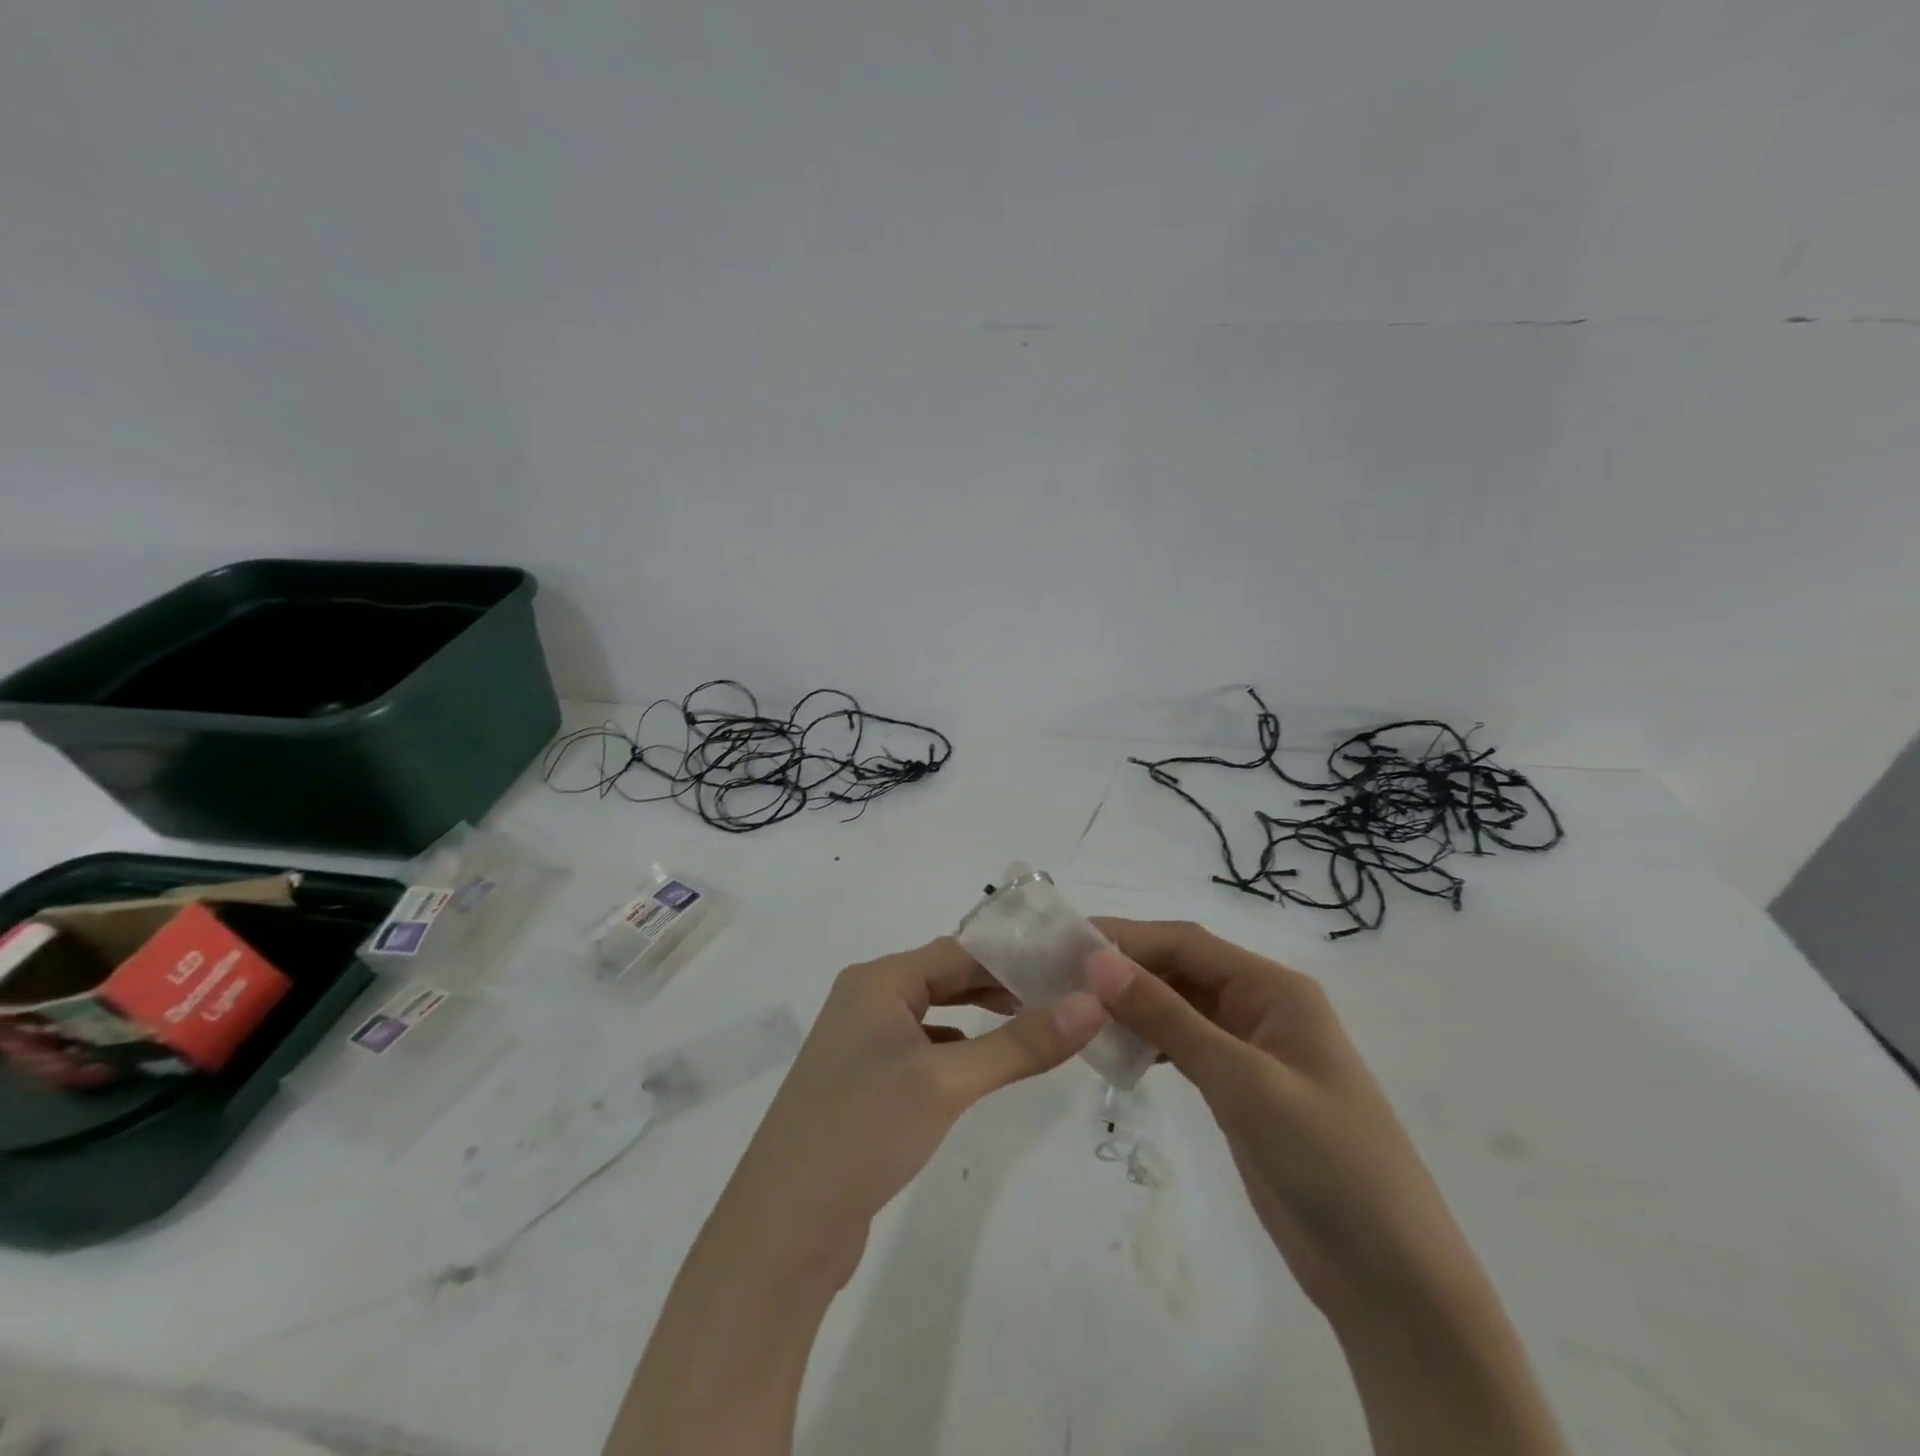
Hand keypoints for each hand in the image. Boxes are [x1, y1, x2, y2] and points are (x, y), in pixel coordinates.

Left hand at [708, 936, 1108, 1289]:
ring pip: (934, 1013)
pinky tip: (982, 1065)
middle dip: (1000, 985)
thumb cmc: (864, 1131)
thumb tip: (1093, 1005)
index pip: (959, 950)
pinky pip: (921, 1048)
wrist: (783, 1228)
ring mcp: (861, 1042)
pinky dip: (956, 1048)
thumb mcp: (947, 1081)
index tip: (1069, 966)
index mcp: (879, 980)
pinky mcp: (863, 1082)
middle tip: (1063, 995)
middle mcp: (866, 999)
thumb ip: (1020, 1044)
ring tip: (1035, 1022)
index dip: (1013, 955)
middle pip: (945, 976)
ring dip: (980, 1016)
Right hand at [1085, 919, 1481, 1317]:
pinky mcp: (1241, 1089)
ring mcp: (1252, 1050)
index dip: (1127, 937)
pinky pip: (1185, 1045)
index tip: (1065, 943)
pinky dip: (1149, 1041)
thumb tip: (1096, 961)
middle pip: (1181, 969)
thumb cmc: (1328, 1163)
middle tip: (1057, 976)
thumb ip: (1168, 1018)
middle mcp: (1262, 1007)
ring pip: (1179, 1006)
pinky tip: (1115, 1049)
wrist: (1392, 1281)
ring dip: (1132, 1004)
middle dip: (1124, 968)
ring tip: (1074, 1009)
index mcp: (1275, 989)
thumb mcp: (1243, 1082)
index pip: (1187, 942)